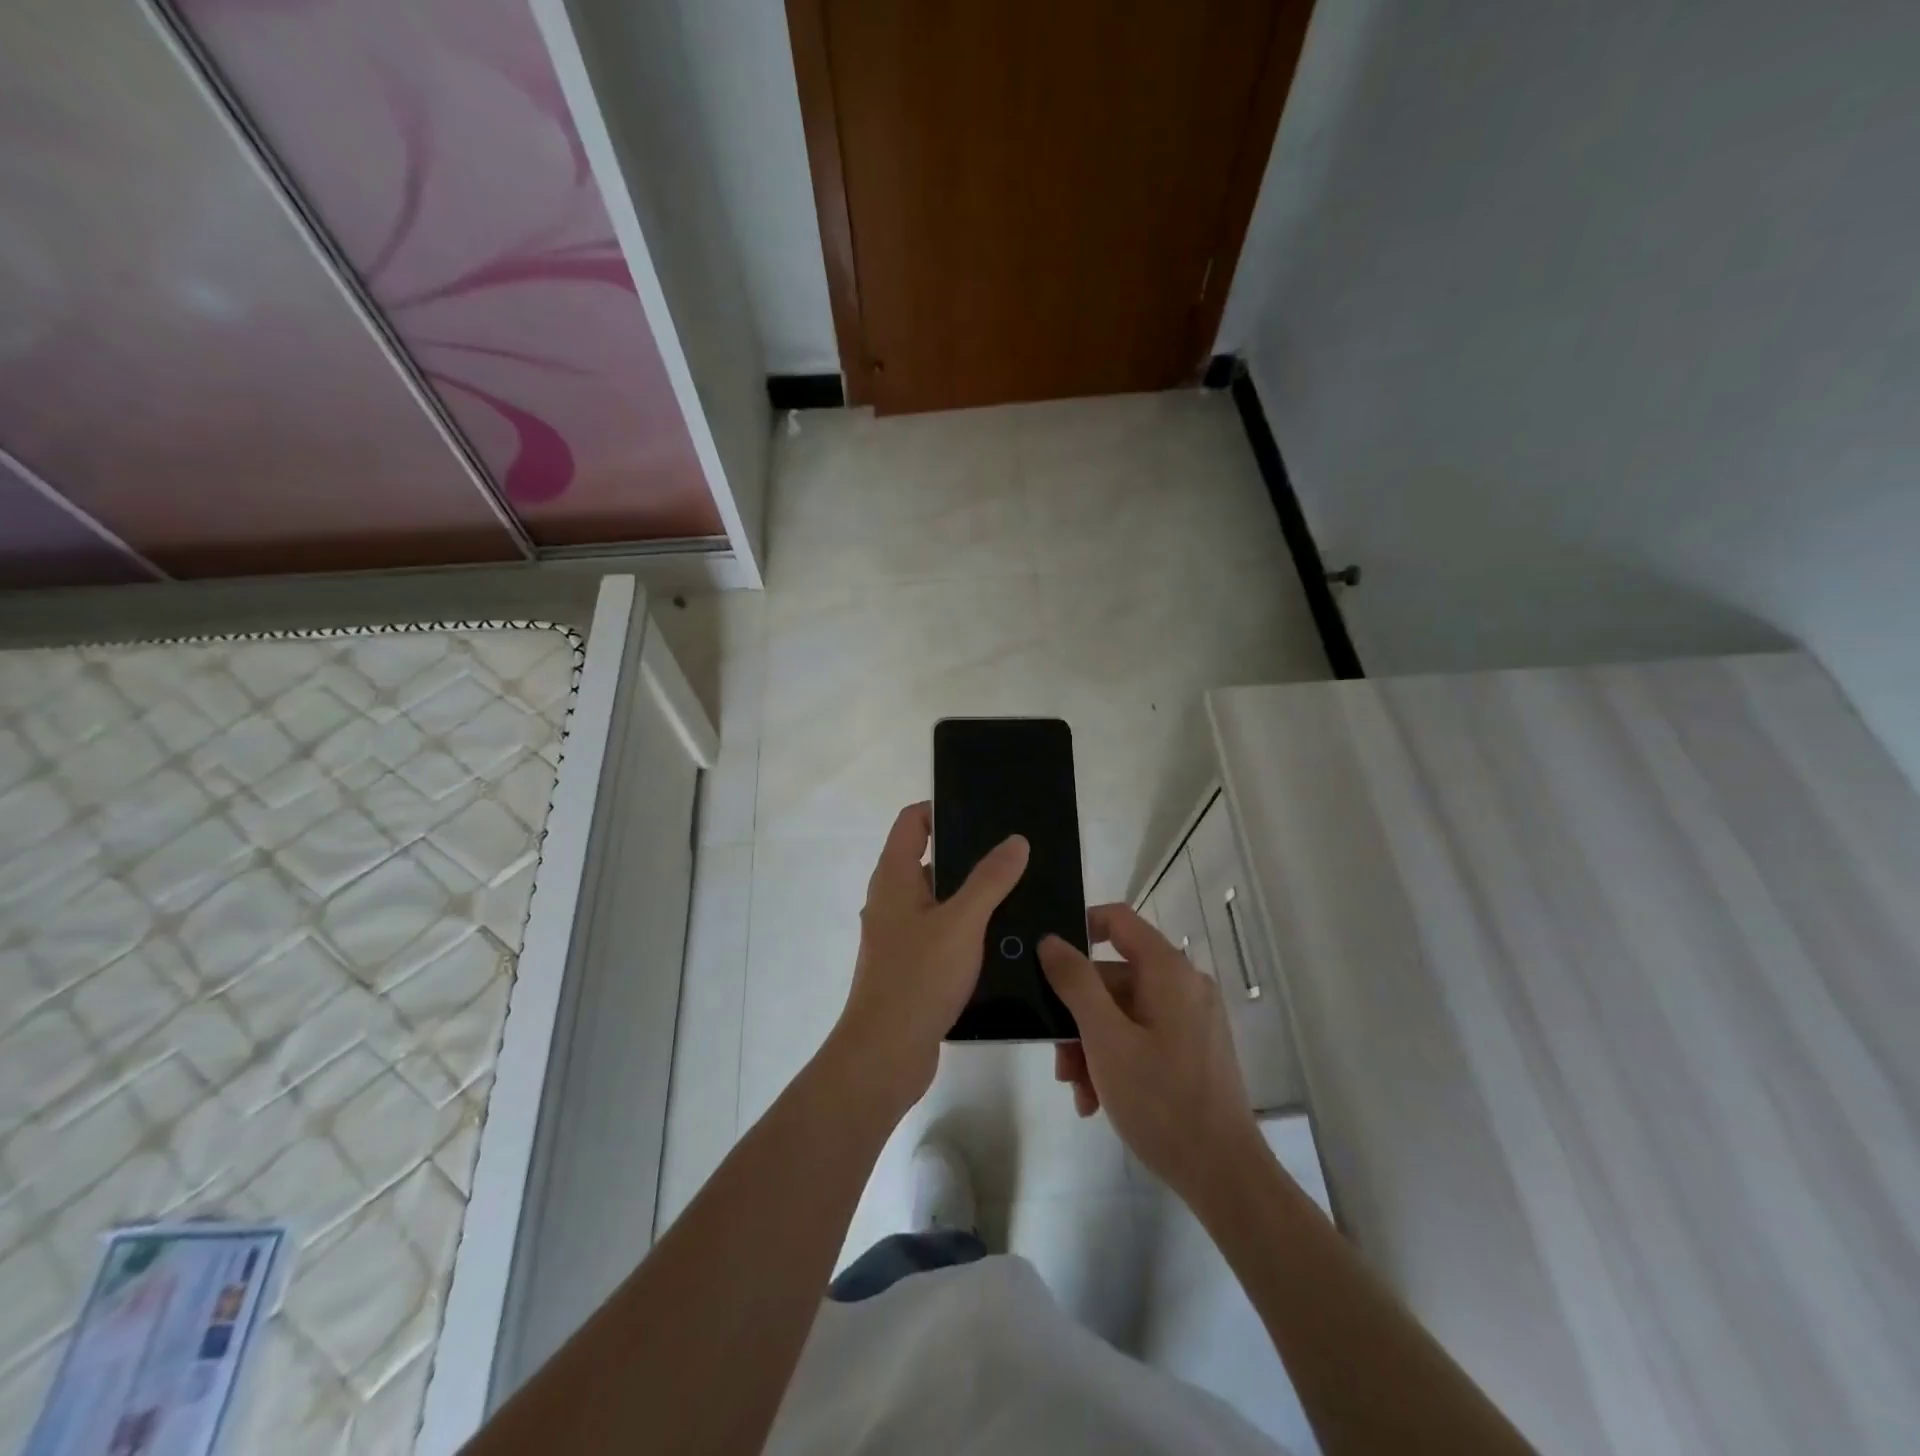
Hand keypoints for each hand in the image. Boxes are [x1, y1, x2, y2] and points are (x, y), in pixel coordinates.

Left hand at [830, 802, 1029, 1112]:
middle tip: (1014, 852)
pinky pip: (942, 933)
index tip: (982, 811)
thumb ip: (990, 880)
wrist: (885, 1054)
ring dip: (972, 895)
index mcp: (894, 878)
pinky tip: (1003, 938)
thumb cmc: (918, 977)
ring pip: (939, 901)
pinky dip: (967, 928)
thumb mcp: (962, 922)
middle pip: (929, 860)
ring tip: (1019, 892)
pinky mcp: (911, 966)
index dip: (941, 809)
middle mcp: (891, 900)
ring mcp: (899, 935)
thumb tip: (1015, 840)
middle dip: (968, 854)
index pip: (912, 822)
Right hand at [1039, 904, 1263, 1206]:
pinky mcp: (1192, 1048)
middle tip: (1059, 1061)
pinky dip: (1115, 1058)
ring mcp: (1190, 1018)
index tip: (1047, 962)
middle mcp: (1183, 984)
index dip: (1079, 929)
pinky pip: (1142, 1035)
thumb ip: (1075, 983)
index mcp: (1167, 970)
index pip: (1117, 920)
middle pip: (1113, 977)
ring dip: (1091, 1045)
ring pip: (1122, 1011)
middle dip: (1077, 1016)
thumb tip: (1050, 940)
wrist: (1223, 1176)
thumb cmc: (1161, 1100)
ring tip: (1078, 1091)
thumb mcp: (1105, 1039)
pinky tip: (1097, 1100)